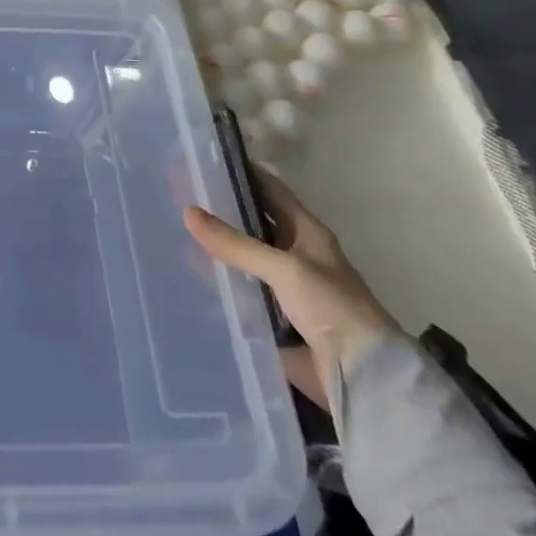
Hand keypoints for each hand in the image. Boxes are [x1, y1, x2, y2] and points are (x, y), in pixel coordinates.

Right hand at [184, 165, 398, 420]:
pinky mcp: (273, 317)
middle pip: (251, 223)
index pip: (269, 190)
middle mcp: (295, 253)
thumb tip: (188, 211)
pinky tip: (187, 275)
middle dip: (219, 209)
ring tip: (172, 229)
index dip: (241, 172)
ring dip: (215, 247)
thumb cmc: (332, 308)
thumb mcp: (284, 268)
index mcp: (306, 232)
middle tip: (177, 193)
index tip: (204, 158)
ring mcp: (283, 287)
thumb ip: (235, 243)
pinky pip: (239, 292)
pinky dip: (217, 283)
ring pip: (242, 258)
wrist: (363, 377)